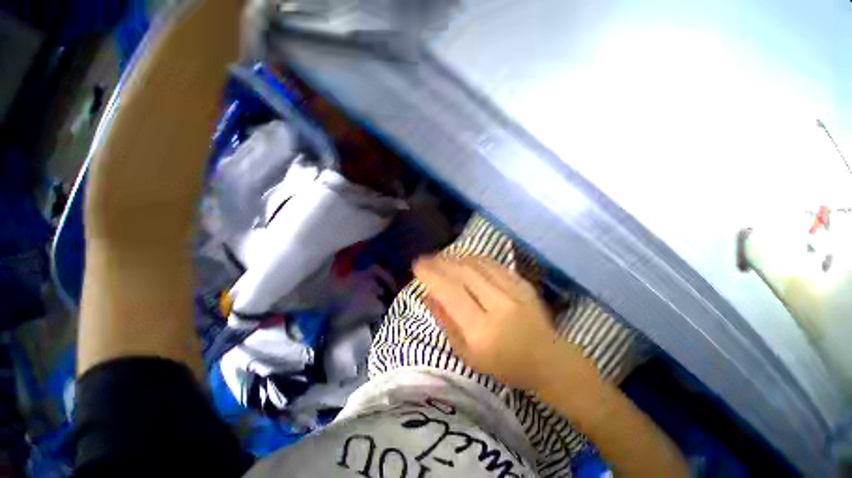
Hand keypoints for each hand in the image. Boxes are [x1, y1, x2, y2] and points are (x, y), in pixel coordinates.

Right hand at [413, 256, 589, 390]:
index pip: (450, 293)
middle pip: (463, 273)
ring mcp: (513, 291)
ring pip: (477, 264)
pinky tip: (464, 259)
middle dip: (440, 262)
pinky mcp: (523, 283)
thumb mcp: (466, 354)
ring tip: (441, 258)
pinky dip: (473, 259)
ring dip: (455, 258)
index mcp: (481, 330)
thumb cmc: (503, 365)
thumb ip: (445, 321)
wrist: (548, 360)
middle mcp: (498, 305)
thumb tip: (427, 294)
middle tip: (426, 259)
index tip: (417, 266)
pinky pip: (492, 264)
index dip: (431, 275)